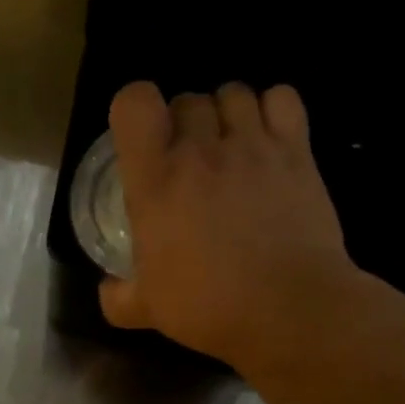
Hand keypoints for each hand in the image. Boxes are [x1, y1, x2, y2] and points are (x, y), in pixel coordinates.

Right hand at [99, 81, 358, 370]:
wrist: (289, 309)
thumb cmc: (211, 307)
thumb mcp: (149, 310)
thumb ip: (119, 297)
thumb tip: (108, 290)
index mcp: (156, 180)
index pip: (135, 102)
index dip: (136, 110)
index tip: (145, 141)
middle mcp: (201, 150)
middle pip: (188, 99)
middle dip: (186, 124)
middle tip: (193, 163)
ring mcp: (253, 146)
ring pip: (234, 93)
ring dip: (228, 115)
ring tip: (234, 149)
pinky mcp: (296, 151)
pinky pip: (282, 98)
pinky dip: (274, 109)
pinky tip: (271, 139)